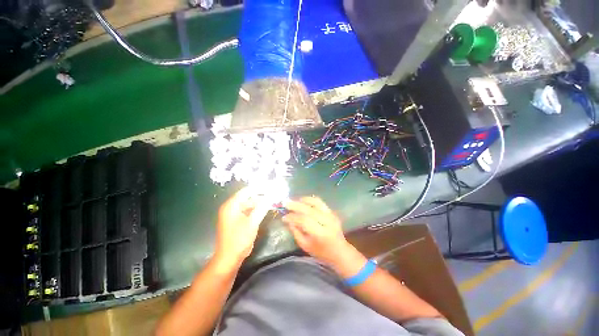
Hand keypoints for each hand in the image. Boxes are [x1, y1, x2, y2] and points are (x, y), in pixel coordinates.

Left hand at [214, 187, 270, 270]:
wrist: (229, 258)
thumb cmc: (239, 239)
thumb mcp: (252, 222)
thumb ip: (262, 207)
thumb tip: (271, 196)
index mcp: (231, 205)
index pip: (246, 191)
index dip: (258, 188)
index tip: (270, 187)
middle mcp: (231, 207)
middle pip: (248, 198)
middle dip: (261, 197)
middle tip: (273, 196)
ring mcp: (234, 214)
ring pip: (249, 205)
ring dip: (259, 204)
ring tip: (272, 202)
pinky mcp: (237, 220)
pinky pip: (248, 211)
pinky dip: (256, 210)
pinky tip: (265, 210)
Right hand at [282, 196, 353, 265]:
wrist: (340, 251)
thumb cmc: (321, 252)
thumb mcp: (305, 246)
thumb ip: (296, 232)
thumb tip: (288, 220)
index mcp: (320, 233)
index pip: (304, 221)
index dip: (293, 217)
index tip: (284, 217)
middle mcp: (327, 222)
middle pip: (309, 209)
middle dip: (296, 205)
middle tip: (285, 203)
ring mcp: (331, 215)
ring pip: (316, 202)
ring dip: (303, 200)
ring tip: (294, 200)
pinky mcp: (332, 212)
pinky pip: (320, 202)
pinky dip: (311, 200)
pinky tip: (303, 201)